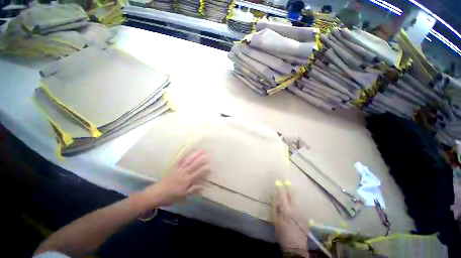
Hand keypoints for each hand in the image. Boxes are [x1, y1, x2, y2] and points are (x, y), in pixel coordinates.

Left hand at [143, 151, 210, 206]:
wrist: (155, 194)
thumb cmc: (170, 197)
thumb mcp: (183, 197)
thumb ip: (193, 191)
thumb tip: (203, 186)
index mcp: (187, 181)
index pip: (198, 174)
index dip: (204, 170)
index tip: (210, 166)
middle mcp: (184, 173)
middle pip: (194, 165)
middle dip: (201, 160)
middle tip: (208, 154)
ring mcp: (179, 169)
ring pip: (189, 161)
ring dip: (195, 155)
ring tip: (200, 151)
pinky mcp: (173, 168)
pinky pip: (180, 161)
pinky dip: (184, 156)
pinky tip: (187, 152)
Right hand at [272, 185, 308, 256]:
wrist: (295, 246)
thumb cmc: (282, 233)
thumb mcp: (275, 221)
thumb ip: (275, 208)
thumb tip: (275, 198)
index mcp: (286, 210)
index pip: (282, 196)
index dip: (280, 188)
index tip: (278, 182)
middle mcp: (295, 209)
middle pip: (292, 196)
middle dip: (289, 188)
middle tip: (287, 181)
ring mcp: (302, 213)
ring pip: (298, 200)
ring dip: (294, 195)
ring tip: (291, 190)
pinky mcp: (306, 217)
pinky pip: (301, 207)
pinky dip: (297, 203)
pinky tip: (295, 203)